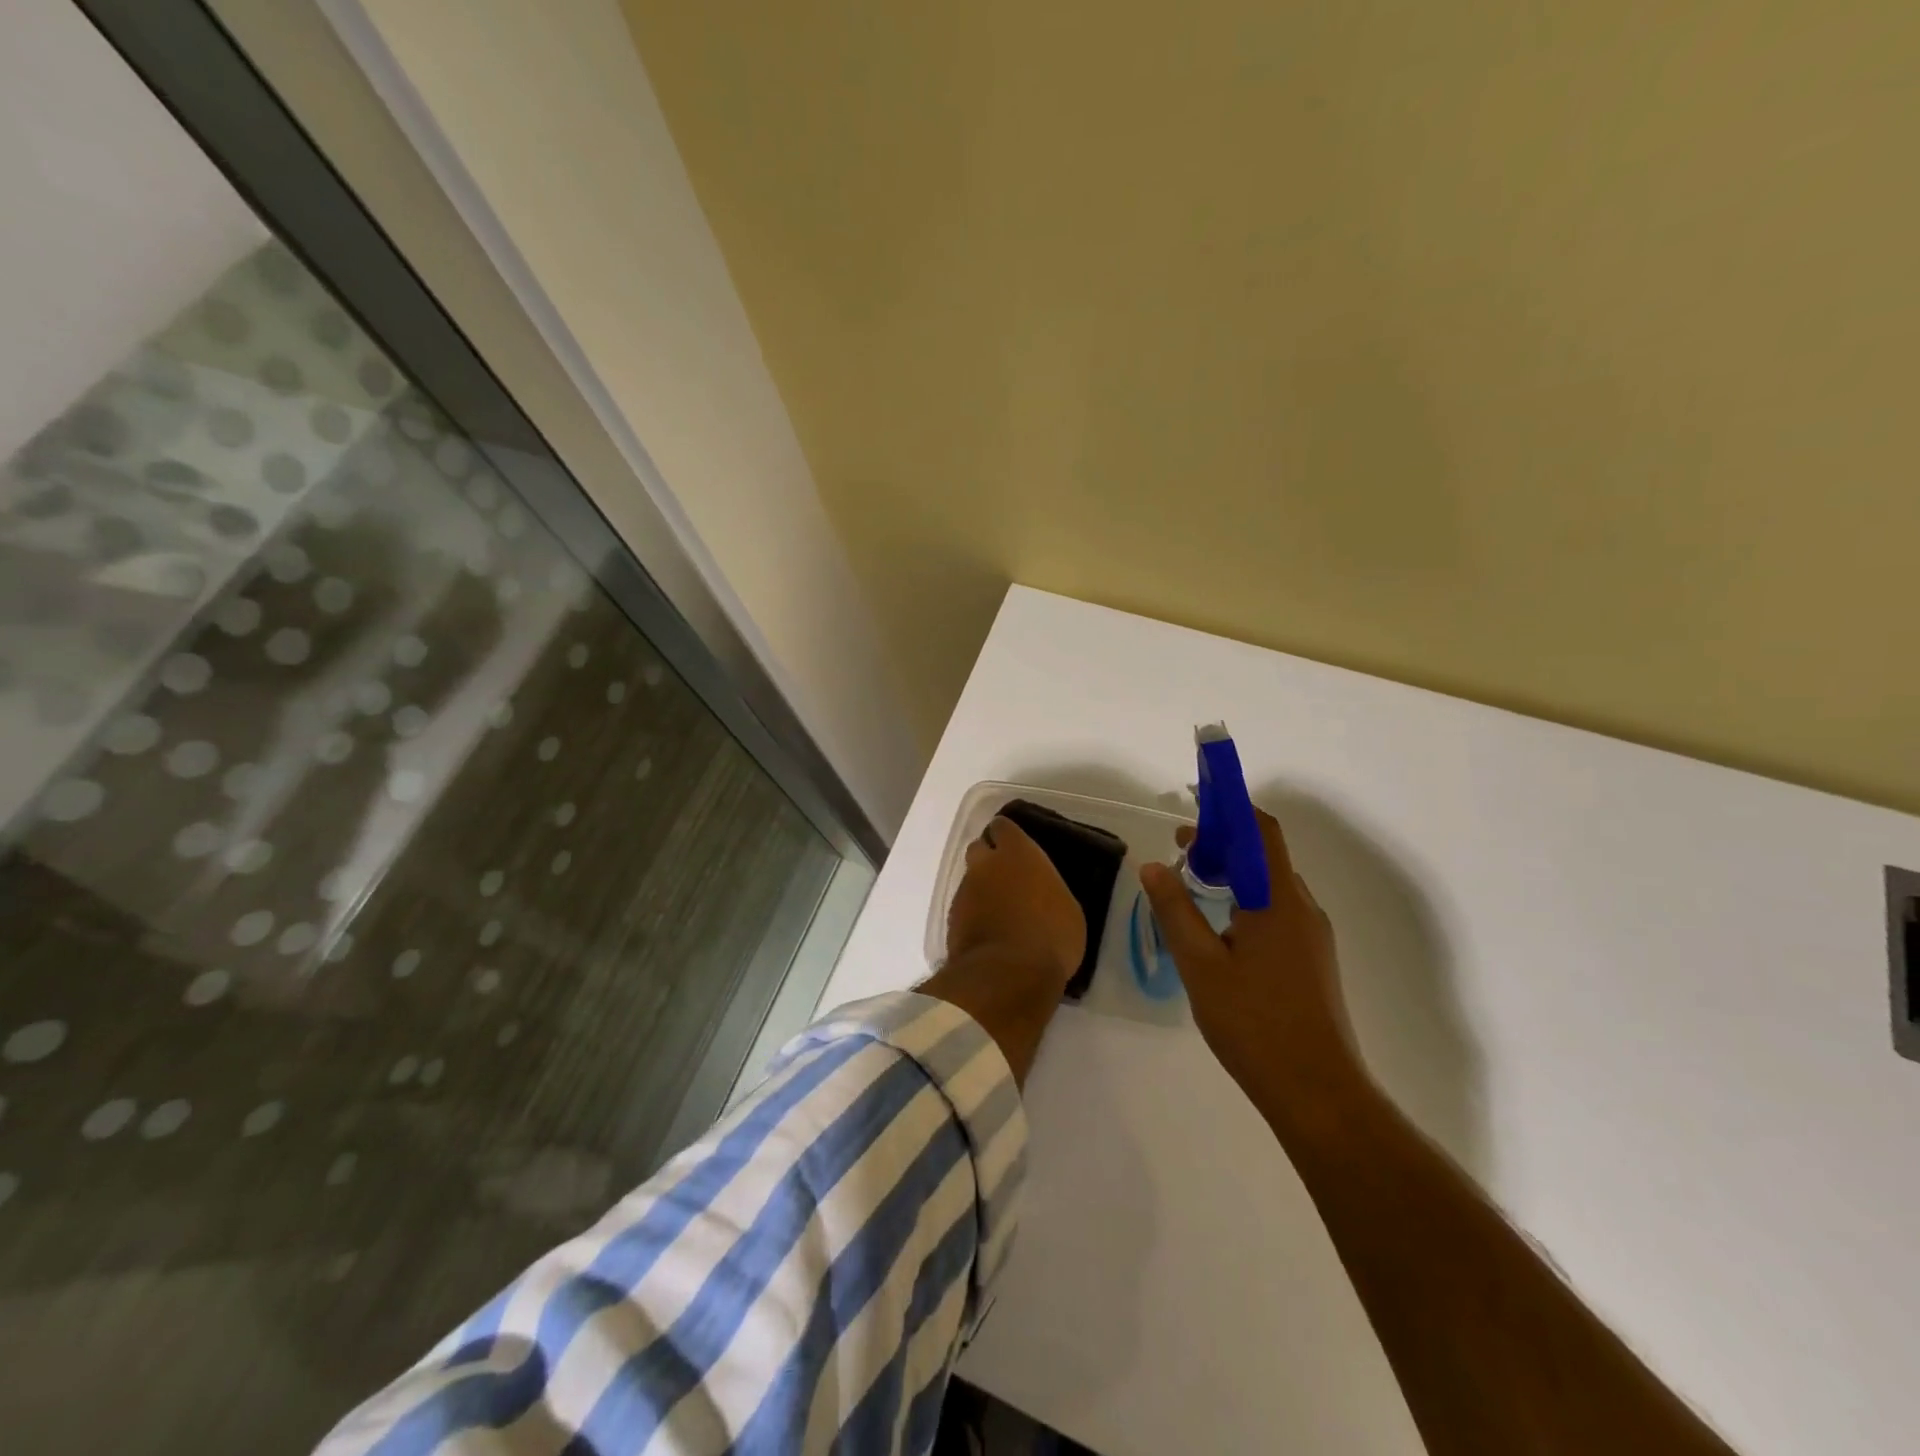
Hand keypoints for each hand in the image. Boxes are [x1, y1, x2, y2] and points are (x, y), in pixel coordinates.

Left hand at [946, 816, 1084, 991]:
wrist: (1008, 975)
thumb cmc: (1051, 937)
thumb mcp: (1067, 909)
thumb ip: (1047, 888)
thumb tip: (1040, 890)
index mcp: (1018, 853)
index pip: (1003, 827)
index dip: (1007, 836)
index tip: (1017, 848)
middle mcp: (986, 864)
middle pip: (979, 848)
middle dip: (989, 858)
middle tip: (1007, 877)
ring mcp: (965, 891)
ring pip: (970, 879)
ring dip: (981, 888)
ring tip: (998, 909)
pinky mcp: (952, 919)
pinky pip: (963, 907)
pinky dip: (973, 913)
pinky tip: (988, 930)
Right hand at [1139, 808, 1362, 1120]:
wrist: (1317, 1092)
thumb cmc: (1254, 1024)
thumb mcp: (1200, 965)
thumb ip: (1175, 910)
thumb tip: (1153, 866)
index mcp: (1278, 901)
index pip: (1260, 831)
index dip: (1230, 809)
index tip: (1193, 808)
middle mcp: (1302, 909)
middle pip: (1265, 855)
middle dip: (1222, 843)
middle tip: (1179, 854)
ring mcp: (1312, 936)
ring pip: (1270, 885)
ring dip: (1232, 874)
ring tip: (1192, 887)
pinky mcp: (1312, 960)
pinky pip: (1276, 911)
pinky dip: (1245, 900)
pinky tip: (1218, 929)